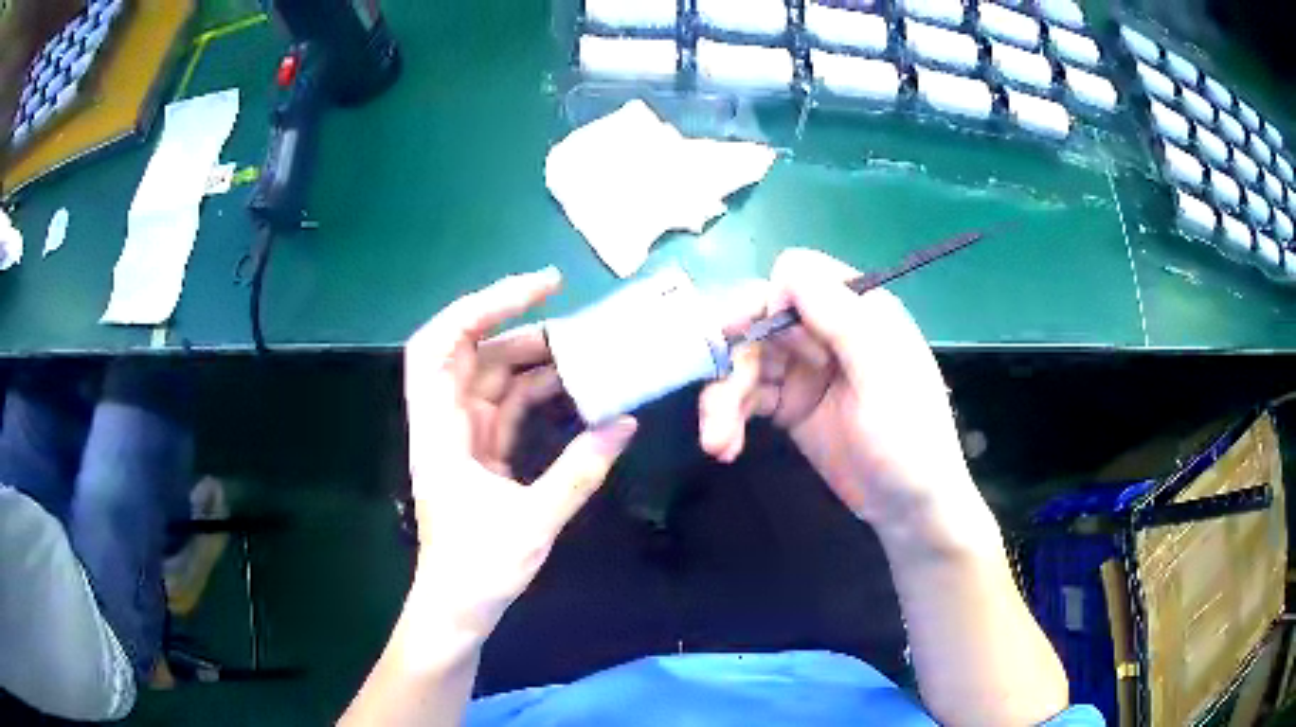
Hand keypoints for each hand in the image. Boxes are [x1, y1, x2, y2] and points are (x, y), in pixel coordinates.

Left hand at [404, 267, 637, 639]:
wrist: (458, 608)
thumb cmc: (479, 569)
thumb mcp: (534, 520)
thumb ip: (580, 470)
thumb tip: (624, 425)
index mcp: (439, 430)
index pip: (442, 344)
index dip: (482, 306)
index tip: (538, 290)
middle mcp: (445, 423)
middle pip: (471, 353)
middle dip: (519, 328)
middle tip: (574, 321)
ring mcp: (463, 437)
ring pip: (493, 379)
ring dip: (534, 363)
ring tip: (585, 354)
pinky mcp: (481, 454)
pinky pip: (507, 408)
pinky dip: (537, 395)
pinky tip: (573, 390)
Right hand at [699, 249, 973, 529]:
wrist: (908, 508)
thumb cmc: (909, 438)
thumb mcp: (883, 376)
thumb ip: (842, 319)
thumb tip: (785, 267)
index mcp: (857, 310)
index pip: (796, 275)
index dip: (772, 302)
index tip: (768, 343)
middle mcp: (826, 330)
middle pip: (758, 316)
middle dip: (731, 351)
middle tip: (711, 386)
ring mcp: (805, 369)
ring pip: (744, 358)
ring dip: (722, 395)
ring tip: (716, 440)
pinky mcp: (789, 405)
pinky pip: (746, 396)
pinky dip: (728, 417)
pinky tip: (724, 446)